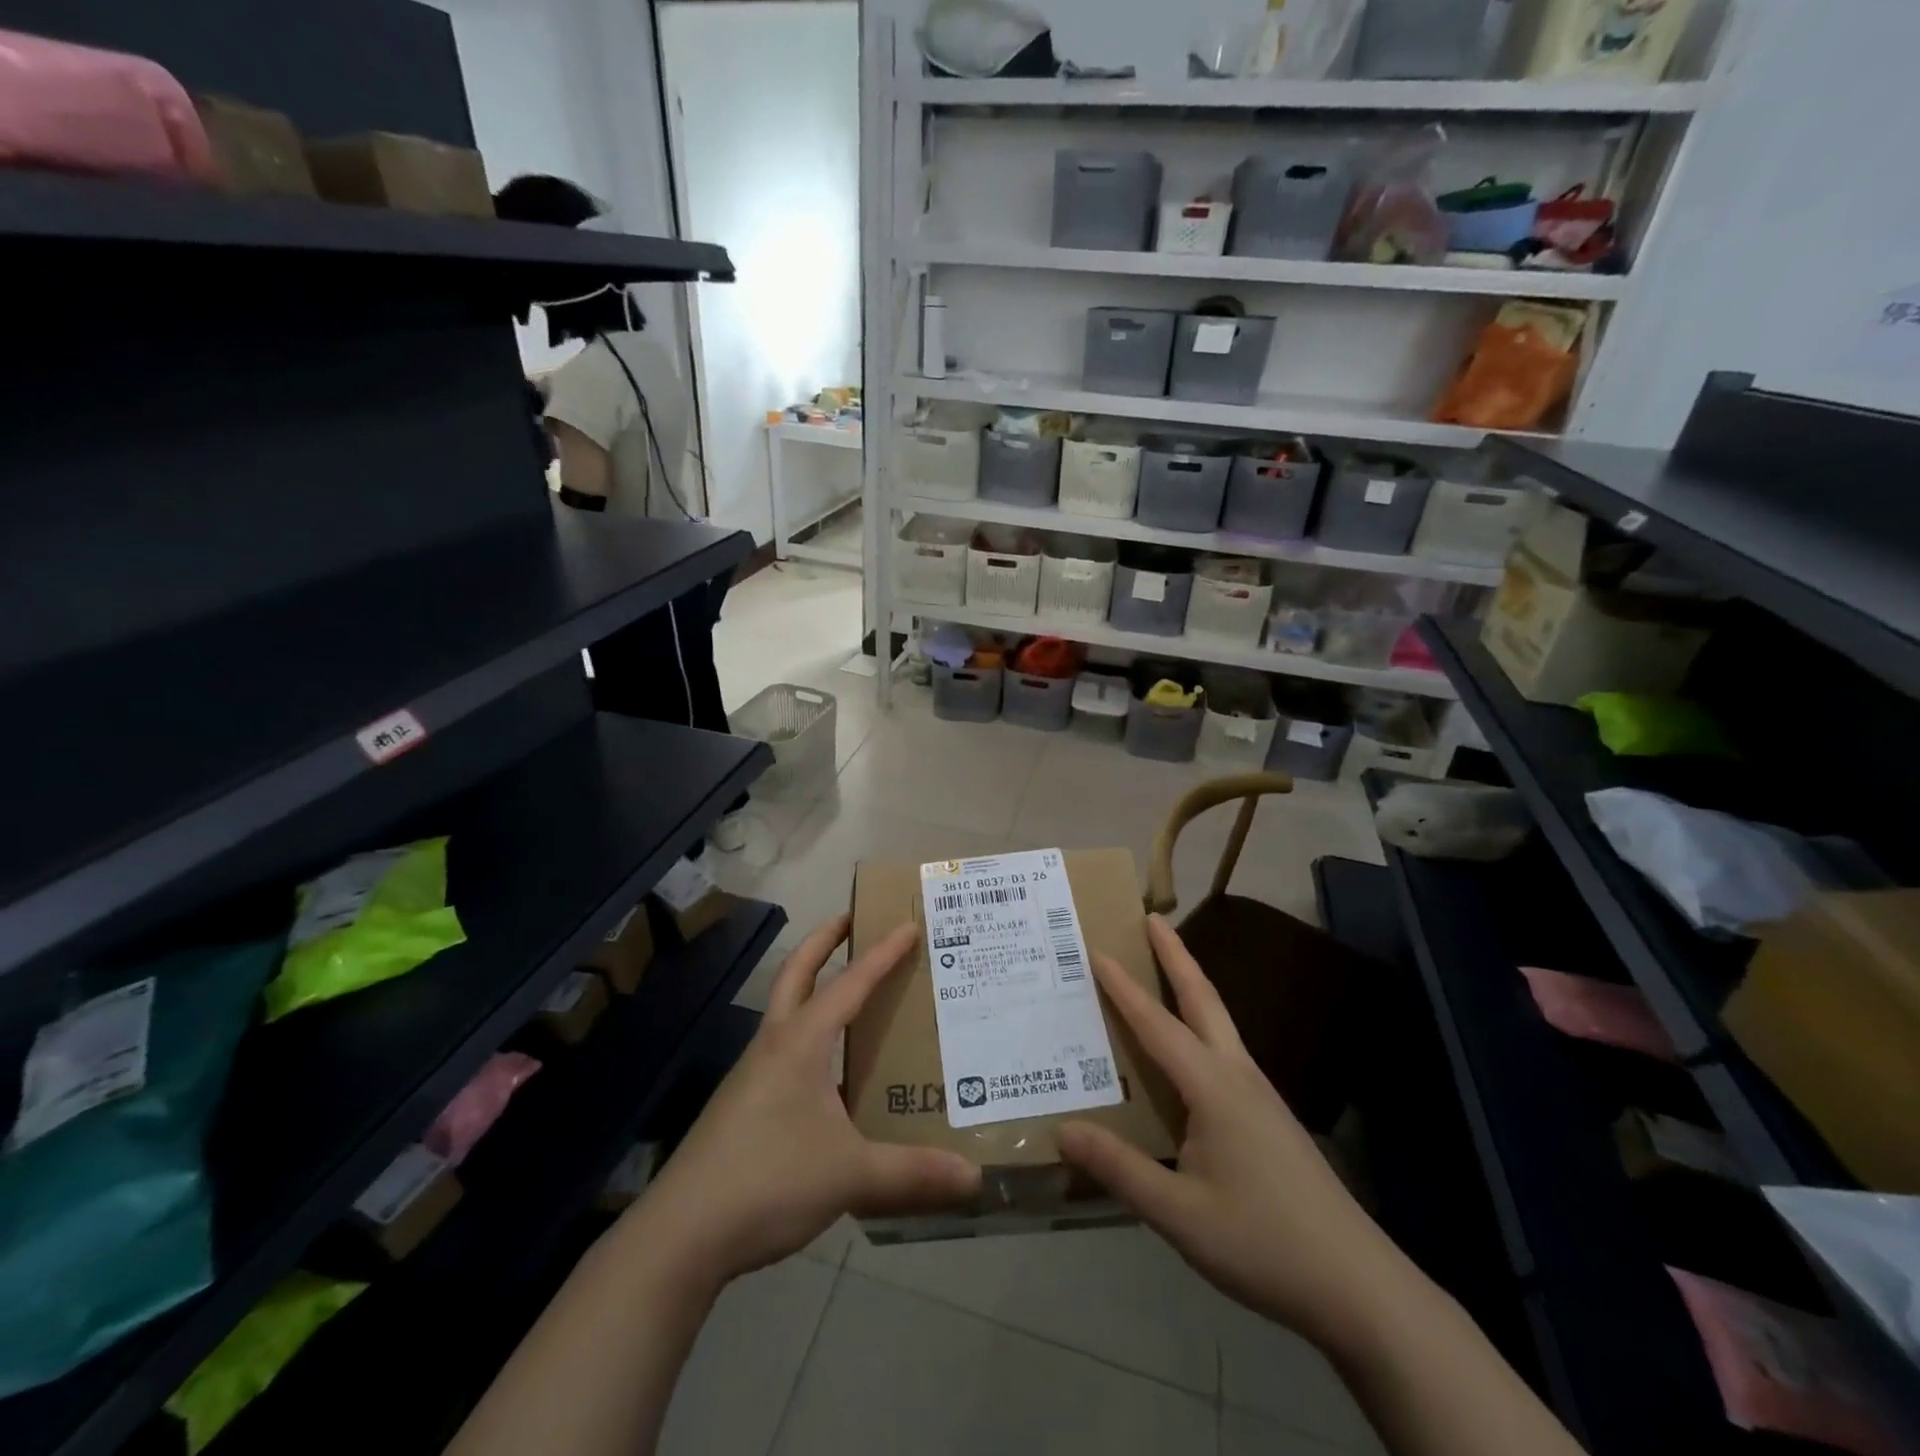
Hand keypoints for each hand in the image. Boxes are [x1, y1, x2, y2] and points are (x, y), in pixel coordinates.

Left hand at [637, 916, 981, 1283]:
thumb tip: (974, 1178)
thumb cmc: (769, 1180)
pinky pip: (782, 1049)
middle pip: (797, 972)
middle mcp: (774, 1045)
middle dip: (824, 940)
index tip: (907, 924)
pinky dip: (807, 1033)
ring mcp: (752, 1074)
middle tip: (852, 918)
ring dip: (813, 986)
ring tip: (850, 991)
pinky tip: (828, 1068)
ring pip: (786, 1010)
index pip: (850, 983)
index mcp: (800, 1042)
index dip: (882, 953)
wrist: (682, 1233)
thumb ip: (912, 1173)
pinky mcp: (743, 1104)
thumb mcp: (850, 1175)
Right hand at [1058, 915, 1405, 1351]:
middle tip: (1151, 918)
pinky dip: (1200, 1025)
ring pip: (1219, 1022)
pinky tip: (1188, 1051)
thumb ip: (1119, 1169)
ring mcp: (1259, 1094)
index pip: (1157, 1024)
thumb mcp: (1180, 1214)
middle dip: (1176, 955)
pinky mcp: (1269, 1116)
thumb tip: (1062, 1129)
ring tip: (1164, 968)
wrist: (1358, 1286)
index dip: (1124, 987)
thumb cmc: (1263, 1242)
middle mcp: (1237, 1075)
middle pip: (1203, 999)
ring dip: (1190, 986)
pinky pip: (1224, 1051)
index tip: (1097, 949)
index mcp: (1213, 1087)